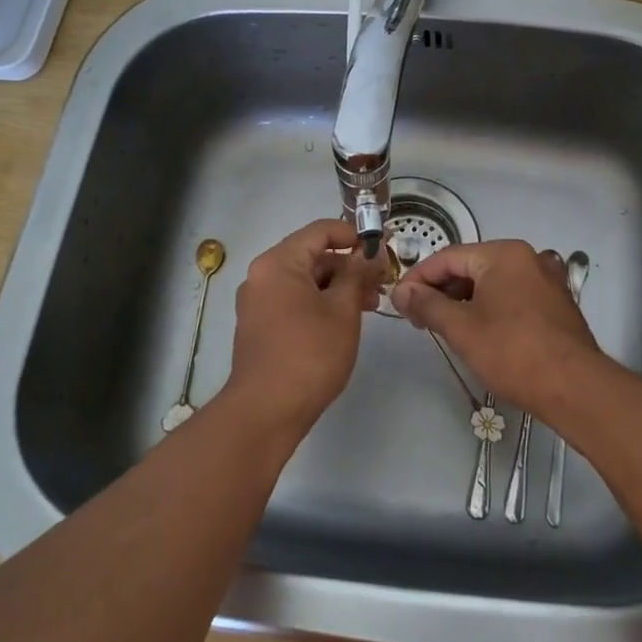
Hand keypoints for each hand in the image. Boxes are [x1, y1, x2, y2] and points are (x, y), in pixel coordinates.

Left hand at [224, 218, 384, 437]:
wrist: (266, 411)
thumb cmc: (309, 354)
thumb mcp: (342, 310)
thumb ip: (357, 274)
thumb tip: (370, 253)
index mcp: (278, 263)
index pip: (321, 231)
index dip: (354, 235)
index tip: (382, 247)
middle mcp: (262, 276)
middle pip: (312, 256)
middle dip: (349, 266)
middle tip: (381, 283)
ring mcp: (258, 302)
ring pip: (305, 281)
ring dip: (338, 286)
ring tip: (370, 305)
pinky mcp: (261, 326)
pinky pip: (295, 300)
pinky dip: (321, 302)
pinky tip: (345, 320)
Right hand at [390, 240, 606, 414]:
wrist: (575, 387)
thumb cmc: (512, 352)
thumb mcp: (461, 328)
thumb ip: (427, 304)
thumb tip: (401, 291)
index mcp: (503, 254)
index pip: (447, 257)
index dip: (418, 278)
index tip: (399, 302)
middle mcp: (527, 257)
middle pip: (471, 267)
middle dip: (441, 291)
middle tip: (419, 319)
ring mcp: (546, 280)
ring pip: (492, 283)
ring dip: (464, 301)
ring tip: (446, 329)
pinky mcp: (556, 303)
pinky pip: (513, 296)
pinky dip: (490, 308)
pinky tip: (480, 333)